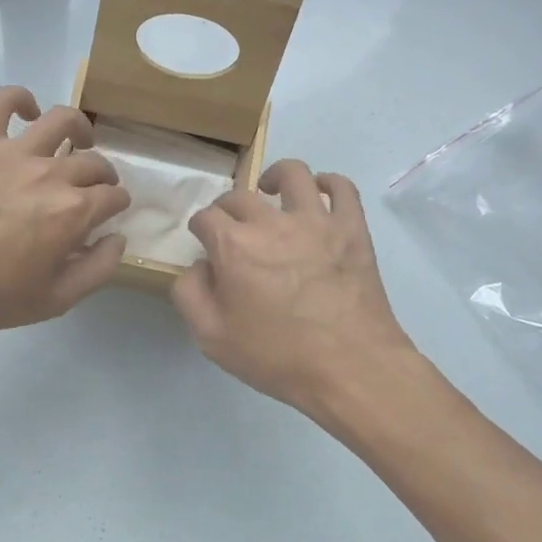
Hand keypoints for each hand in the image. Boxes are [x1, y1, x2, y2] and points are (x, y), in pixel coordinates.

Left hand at [0, 86, 130, 333]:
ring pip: (61, 120)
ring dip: (79, 128)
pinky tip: (27, 112)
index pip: (113, 196)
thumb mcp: (55, 300)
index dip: (117, 205)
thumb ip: (97, 269)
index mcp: (73, 212)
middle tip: (93, 189)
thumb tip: (118, 238)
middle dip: (103, 176)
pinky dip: (20, 98)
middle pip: (93, 162)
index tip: (110, 213)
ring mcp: (13, 153)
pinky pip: (2, 101)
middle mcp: (51, 174)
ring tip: (78, 139)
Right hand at [171, 160, 417, 410]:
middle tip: (231, 229)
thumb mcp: (212, 338)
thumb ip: (190, 294)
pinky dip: (327, 183)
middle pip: (240, 196)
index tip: (204, 243)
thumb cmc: (277, 356)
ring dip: (275, 178)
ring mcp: (317, 220)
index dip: (200, 228)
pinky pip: (342, 187)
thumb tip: (198, 265)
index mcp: (234, 246)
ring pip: (293, 174)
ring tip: (272, 192)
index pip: (205, 217)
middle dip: (227, 208)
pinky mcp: (352, 228)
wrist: (351, 368)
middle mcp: (272, 222)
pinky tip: (319, 195)